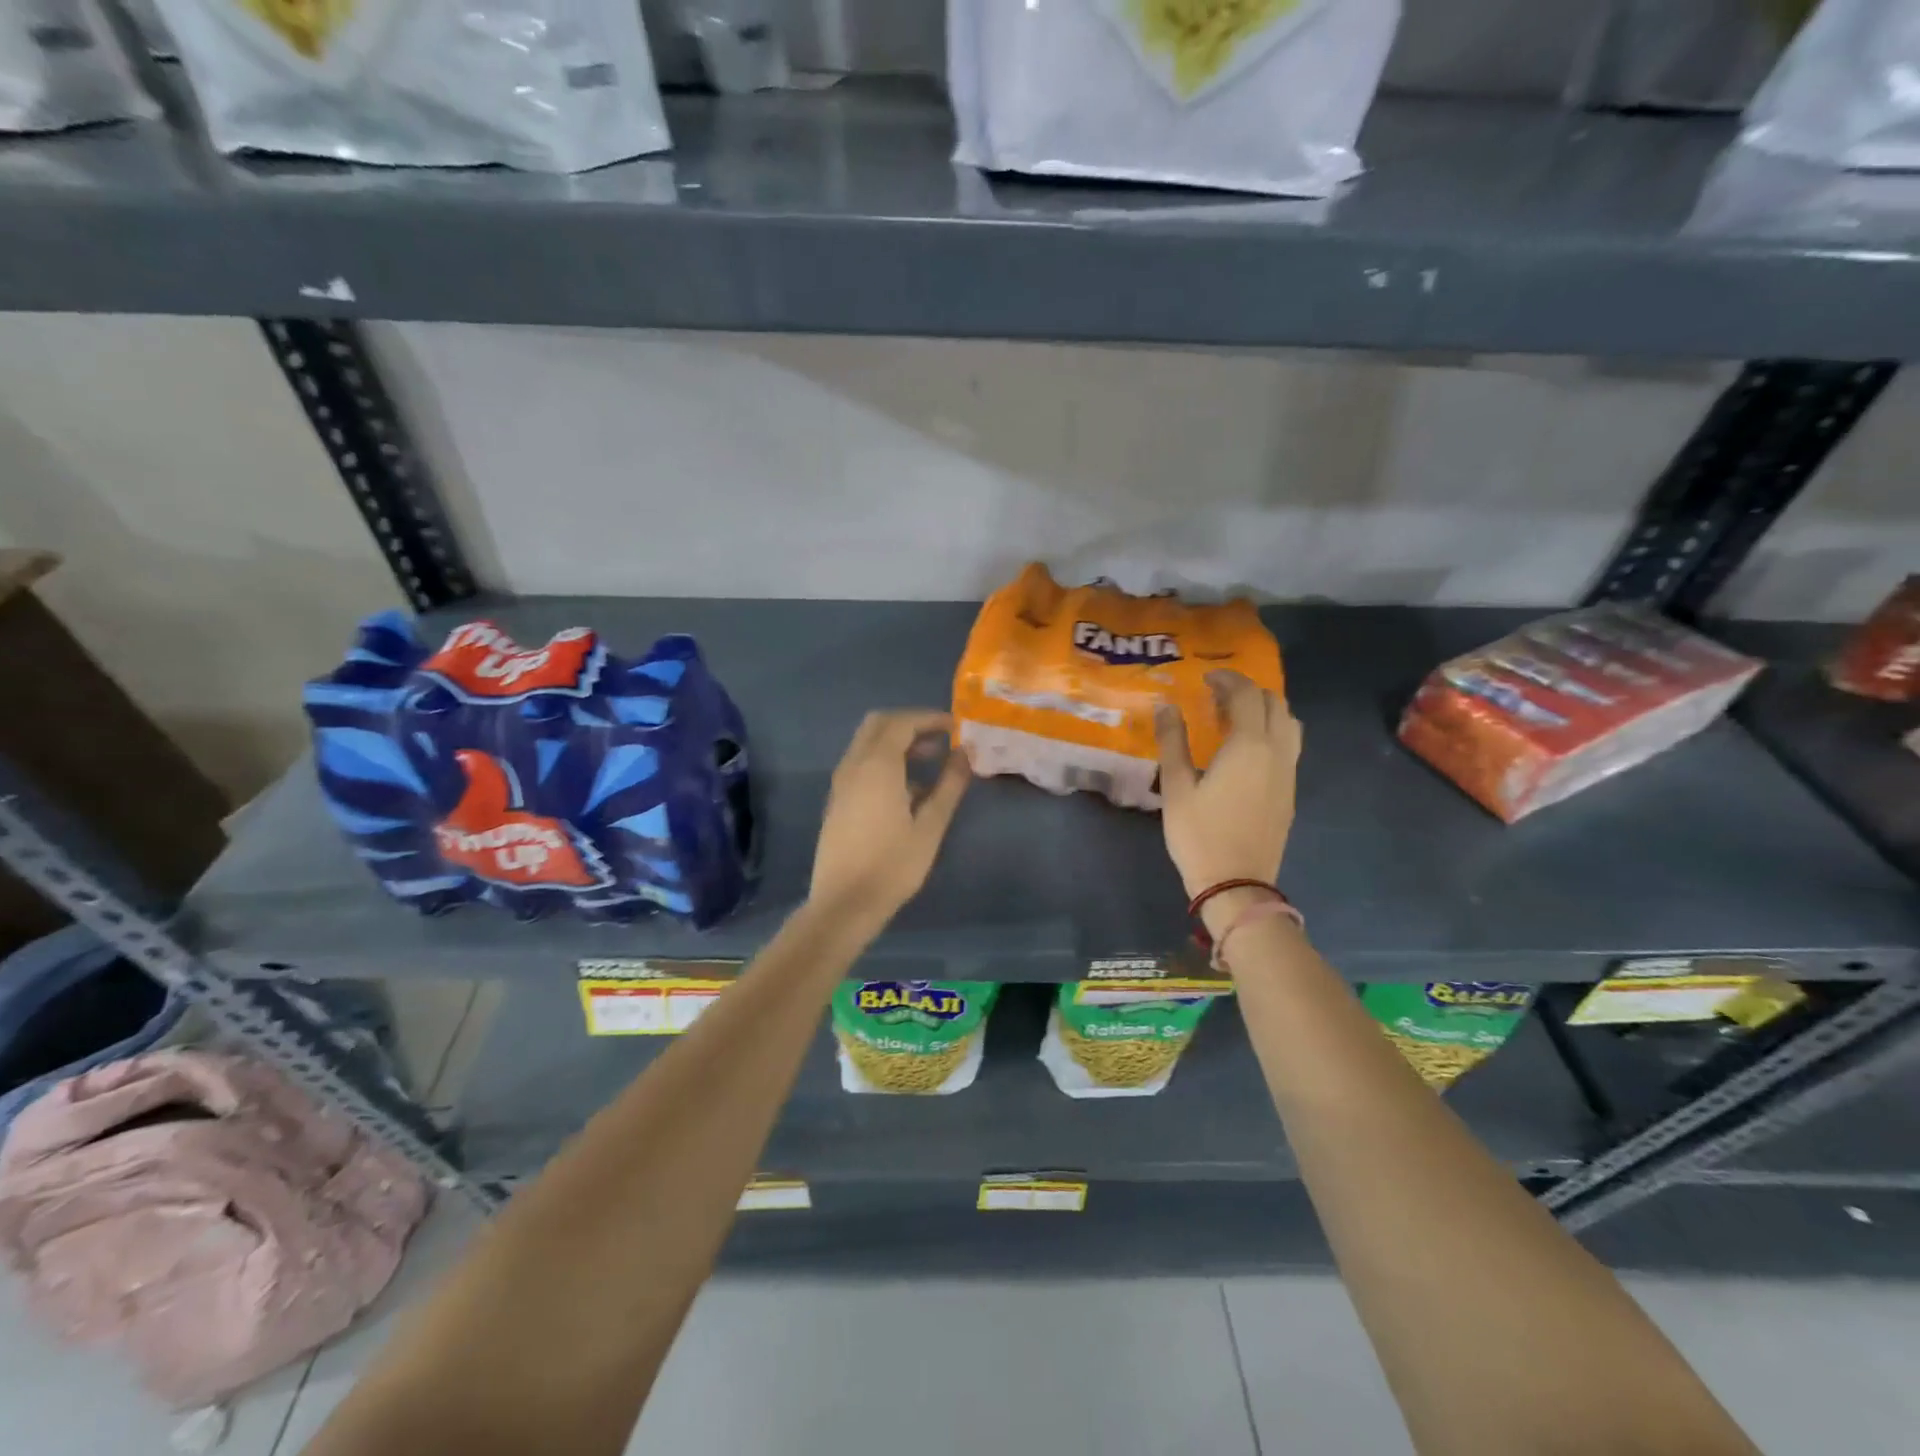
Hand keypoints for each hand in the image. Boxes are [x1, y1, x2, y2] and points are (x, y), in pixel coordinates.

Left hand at [809, 710, 970, 921]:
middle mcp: (853, 765)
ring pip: (867, 743)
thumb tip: (965, 754)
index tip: (956, 727)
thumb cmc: (893, 865)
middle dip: (910, 724)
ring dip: (896, 742)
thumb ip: (949, 785)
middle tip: (940, 739)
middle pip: (879, 724)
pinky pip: (860, 763)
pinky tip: (907, 789)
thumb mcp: (930, 826)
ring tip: (930, 762)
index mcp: (877, 766)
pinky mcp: (837, 800)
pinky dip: (883, 760)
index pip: (902, 723)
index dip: (930, 718)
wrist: (844, 903)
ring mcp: (841, 783)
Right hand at [1155, 672, 1300, 906]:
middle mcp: (1277, 752)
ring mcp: (1289, 772)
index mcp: (1249, 746)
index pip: (1246, 695)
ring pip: (1288, 724)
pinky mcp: (1290, 791)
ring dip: (1264, 710)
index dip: (1226, 680)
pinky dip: (1271, 732)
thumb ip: (1173, 741)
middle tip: (1216, 696)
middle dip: (1247, 691)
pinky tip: (1244, 750)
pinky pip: (1288, 746)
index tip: (1204, 679)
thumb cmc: (1199, 834)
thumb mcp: (1176, 787)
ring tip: (1233, 719)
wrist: (1237, 883)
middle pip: (1274, 703)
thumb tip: (1166, 707)